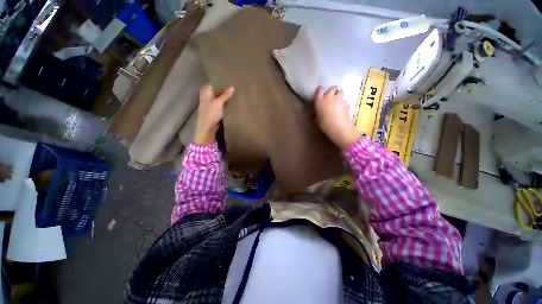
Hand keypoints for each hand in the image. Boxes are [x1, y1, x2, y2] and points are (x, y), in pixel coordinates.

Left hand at [195, 85, 234, 144]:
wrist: (208, 128)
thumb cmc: (211, 113)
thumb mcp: (218, 103)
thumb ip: (225, 95)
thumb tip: (232, 87)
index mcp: (206, 93)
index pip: (213, 84)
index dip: (220, 82)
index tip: (229, 81)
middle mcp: (208, 98)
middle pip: (217, 92)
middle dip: (224, 90)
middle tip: (235, 87)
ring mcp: (212, 105)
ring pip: (220, 99)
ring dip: (226, 98)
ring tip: (236, 94)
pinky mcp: (216, 112)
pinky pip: (222, 106)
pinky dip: (226, 105)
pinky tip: (233, 104)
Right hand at [315, 86, 359, 148]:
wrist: (338, 127)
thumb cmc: (324, 124)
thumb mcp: (317, 120)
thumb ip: (316, 114)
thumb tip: (314, 113)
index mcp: (319, 101)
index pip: (320, 90)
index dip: (321, 90)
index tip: (321, 92)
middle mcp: (329, 97)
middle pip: (332, 88)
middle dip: (332, 90)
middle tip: (331, 96)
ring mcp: (339, 98)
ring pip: (340, 91)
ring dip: (338, 94)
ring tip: (338, 100)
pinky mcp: (346, 102)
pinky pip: (345, 99)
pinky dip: (343, 101)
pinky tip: (342, 107)